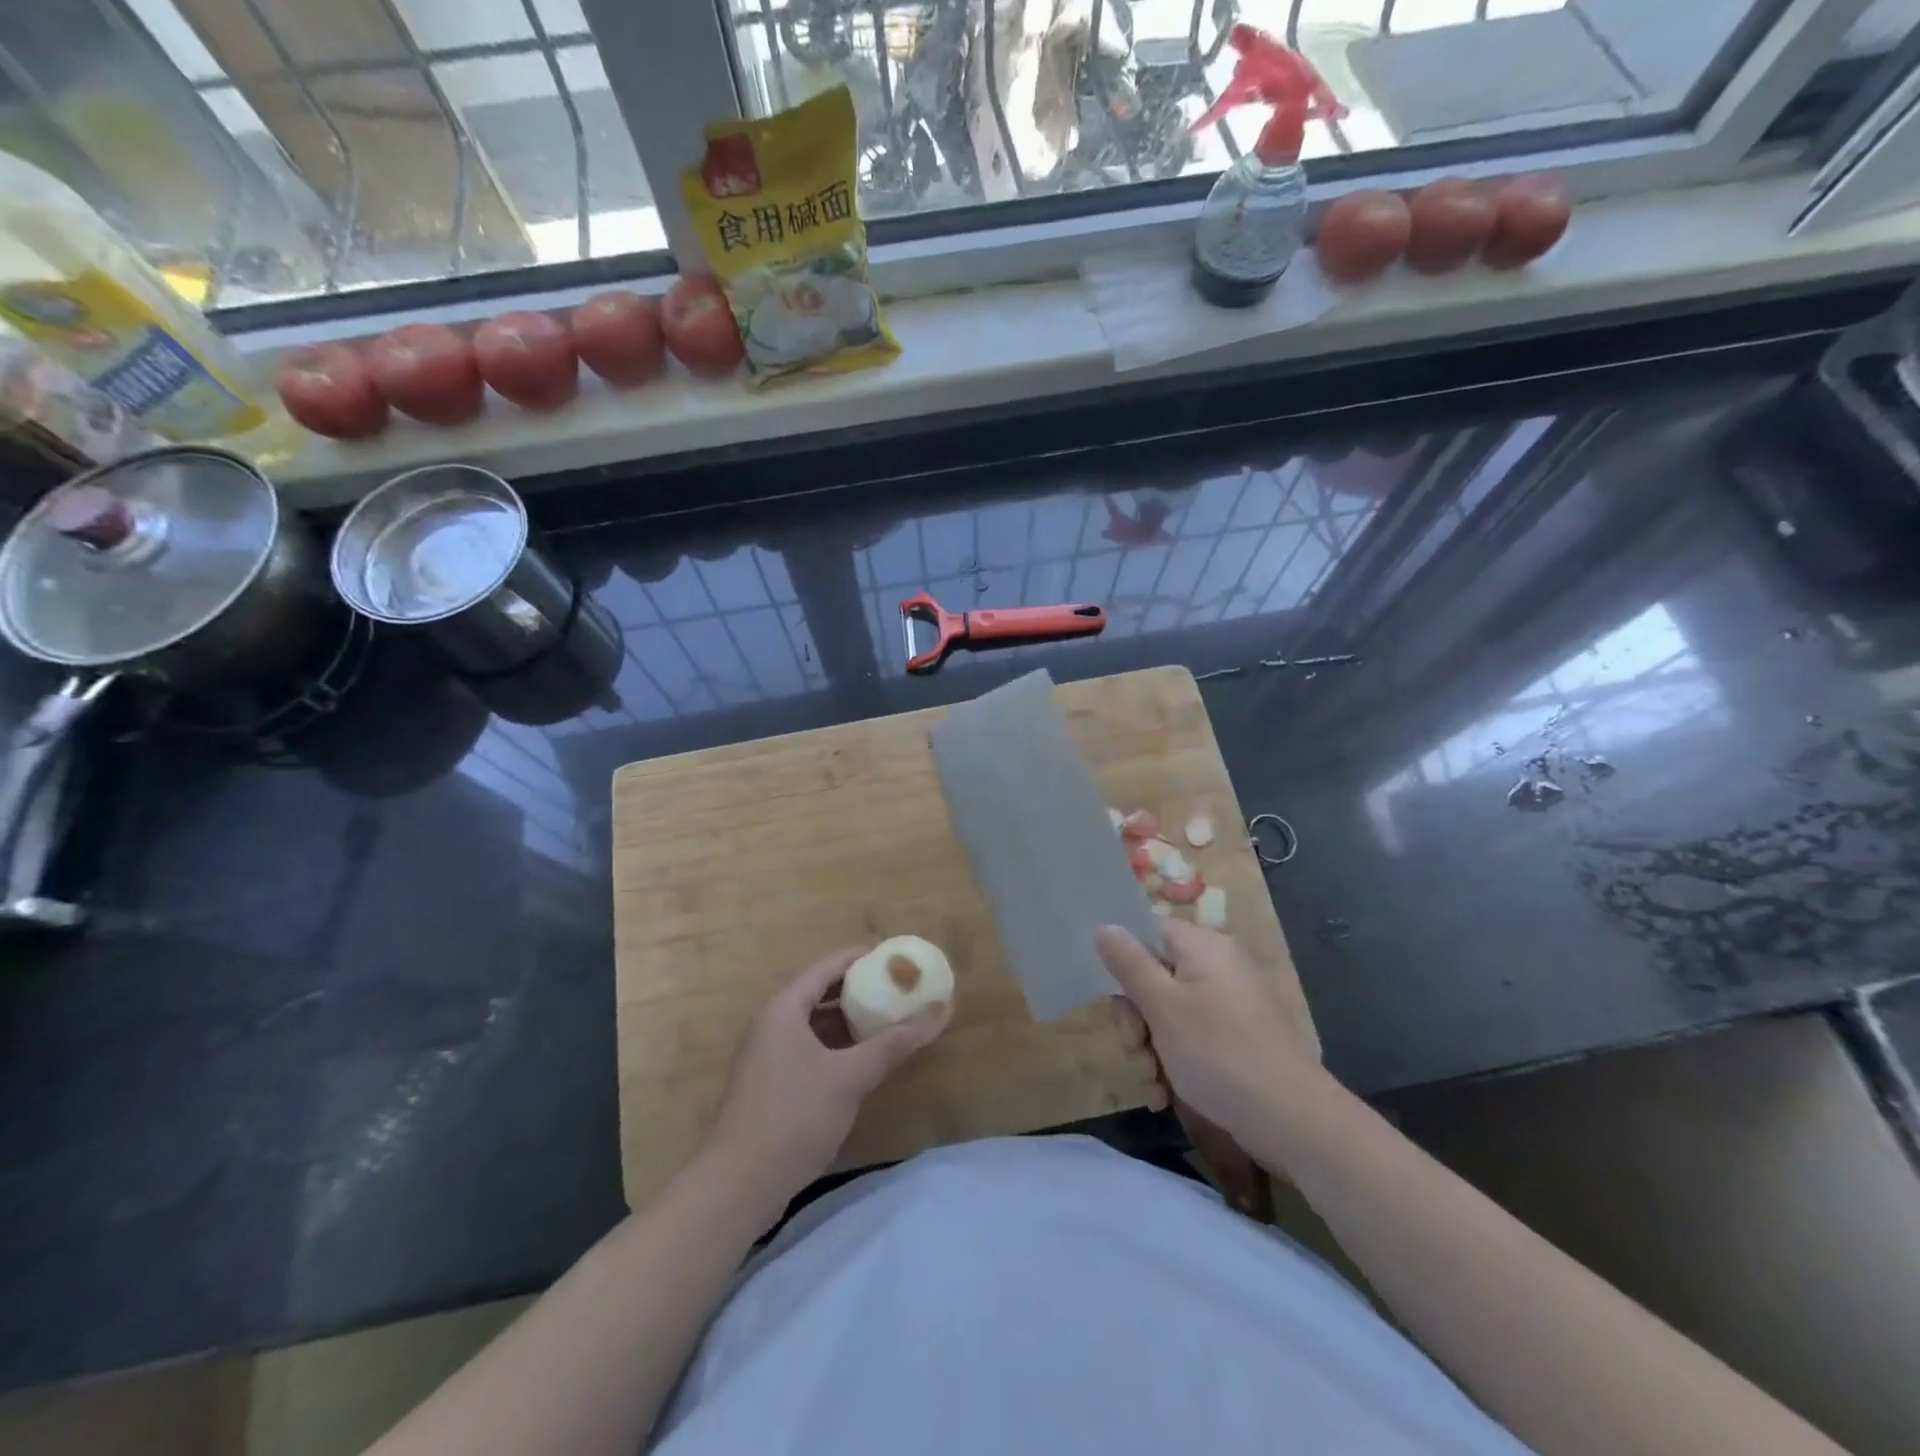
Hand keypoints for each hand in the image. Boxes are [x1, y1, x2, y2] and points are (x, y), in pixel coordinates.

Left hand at [710, 947, 947, 1202]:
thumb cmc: (795, 1115)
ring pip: (810, 1025)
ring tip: (881, 1022)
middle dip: (854, 991)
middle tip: (891, 989)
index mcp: (783, 1009)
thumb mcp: (850, 1077)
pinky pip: (804, 1049)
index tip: (889, 957)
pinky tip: (857, 1062)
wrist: (739, 1183)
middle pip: (815, 994)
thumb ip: (891, 1045)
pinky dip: (832, 1047)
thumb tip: (935, 1016)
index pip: (823, 968)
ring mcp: (764, 1057)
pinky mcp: (766, 1086)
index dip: (856, 958)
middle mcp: (769, 1025)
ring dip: (844, 1022)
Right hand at [1096, 920, 1325, 1163]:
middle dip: (1137, 1017)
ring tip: (1154, 1082)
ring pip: (1170, 1012)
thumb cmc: (1219, 1053)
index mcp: (1204, 947)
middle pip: (1157, 975)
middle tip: (1136, 1049)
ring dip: (1152, 1046)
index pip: (1150, 932)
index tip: (1117, 1000)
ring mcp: (1232, 1003)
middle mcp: (1220, 966)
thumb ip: (1130, 964)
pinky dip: (1176, 1059)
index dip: (1126, 962)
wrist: (1293, 1121)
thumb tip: (1105, 926)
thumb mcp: (1163, 1007)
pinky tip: (1167, 1093)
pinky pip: (1194, 1035)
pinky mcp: (1240, 1036)